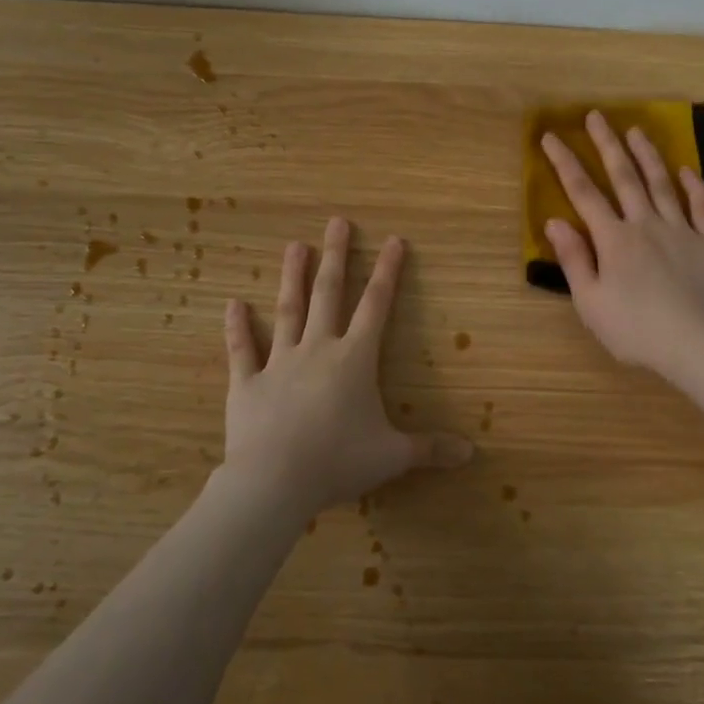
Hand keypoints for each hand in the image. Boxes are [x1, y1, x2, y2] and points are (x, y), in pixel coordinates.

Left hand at [221, 218, 472, 517]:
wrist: (274, 481)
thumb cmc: (338, 461)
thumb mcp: (392, 456)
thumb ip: (430, 449)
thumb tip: (471, 453)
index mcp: (354, 359)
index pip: (377, 305)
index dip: (388, 271)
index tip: (394, 240)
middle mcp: (318, 349)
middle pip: (329, 293)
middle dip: (336, 256)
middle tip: (337, 222)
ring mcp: (279, 363)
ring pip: (288, 311)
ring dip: (292, 277)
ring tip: (295, 245)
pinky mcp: (247, 383)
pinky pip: (242, 350)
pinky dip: (237, 327)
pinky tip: (233, 303)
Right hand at [541, 110, 703, 380]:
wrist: (699, 345)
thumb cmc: (636, 330)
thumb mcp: (591, 302)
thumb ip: (574, 259)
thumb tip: (554, 222)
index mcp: (613, 239)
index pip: (583, 193)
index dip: (565, 163)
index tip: (551, 137)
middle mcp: (646, 224)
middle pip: (623, 177)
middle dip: (607, 144)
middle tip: (596, 116)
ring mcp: (682, 230)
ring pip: (661, 183)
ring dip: (647, 155)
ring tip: (636, 131)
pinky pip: (702, 206)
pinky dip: (693, 186)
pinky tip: (686, 170)